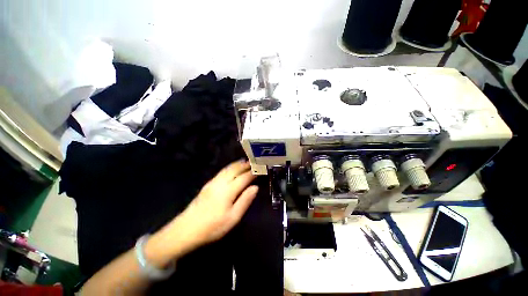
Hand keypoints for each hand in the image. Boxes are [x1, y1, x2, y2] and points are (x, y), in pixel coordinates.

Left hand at [150, 160, 257, 260]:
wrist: (186, 229)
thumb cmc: (212, 226)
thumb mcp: (233, 218)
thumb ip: (245, 200)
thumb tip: (255, 187)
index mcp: (228, 190)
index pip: (243, 177)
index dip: (252, 173)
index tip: (260, 169)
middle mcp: (220, 182)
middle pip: (234, 169)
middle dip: (245, 165)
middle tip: (253, 162)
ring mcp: (213, 182)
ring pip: (227, 169)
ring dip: (237, 164)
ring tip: (245, 162)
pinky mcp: (208, 184)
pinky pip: (222, 171)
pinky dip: (230, 167)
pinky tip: (232, 169)